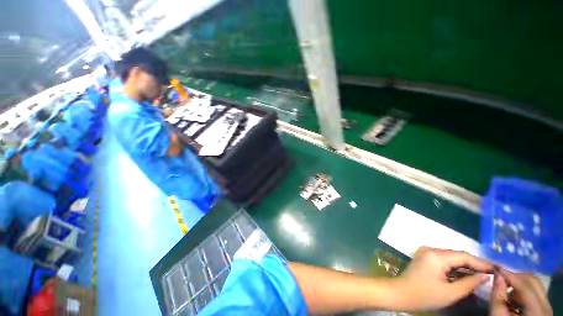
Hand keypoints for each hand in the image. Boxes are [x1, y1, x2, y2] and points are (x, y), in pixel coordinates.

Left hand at [391, 246, 492, 311]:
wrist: (400, 293)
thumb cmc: (424, 295)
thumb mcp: (450, 293)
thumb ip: (470, 283)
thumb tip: (486, 276)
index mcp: (436, 255)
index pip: (463, 256)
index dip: (481, 263)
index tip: (496, 270)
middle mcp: (430, 250)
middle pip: (457, 255)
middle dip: (474, 264)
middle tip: (491, 273)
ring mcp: (426, 253)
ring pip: (451, 257)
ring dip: (465, 266)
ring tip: (482, 274)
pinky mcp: (424, 258)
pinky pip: (444, 260)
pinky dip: (455, 267)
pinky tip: (465, 274)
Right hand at [490, 268, 551, 315]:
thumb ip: (497, 296)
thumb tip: (496, 274)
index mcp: (537, 312)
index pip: (525, 287)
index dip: (510, 275)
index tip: (495, 267)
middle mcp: (546, 306)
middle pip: (533, 282)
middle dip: (515, 277)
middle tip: (500, 277)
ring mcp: (547, 307)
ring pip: (535, 284)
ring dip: (519, 282)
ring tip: (505, 287)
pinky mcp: (544, 307)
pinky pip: (535, 291)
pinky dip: (522, 288)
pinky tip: (513, 295)